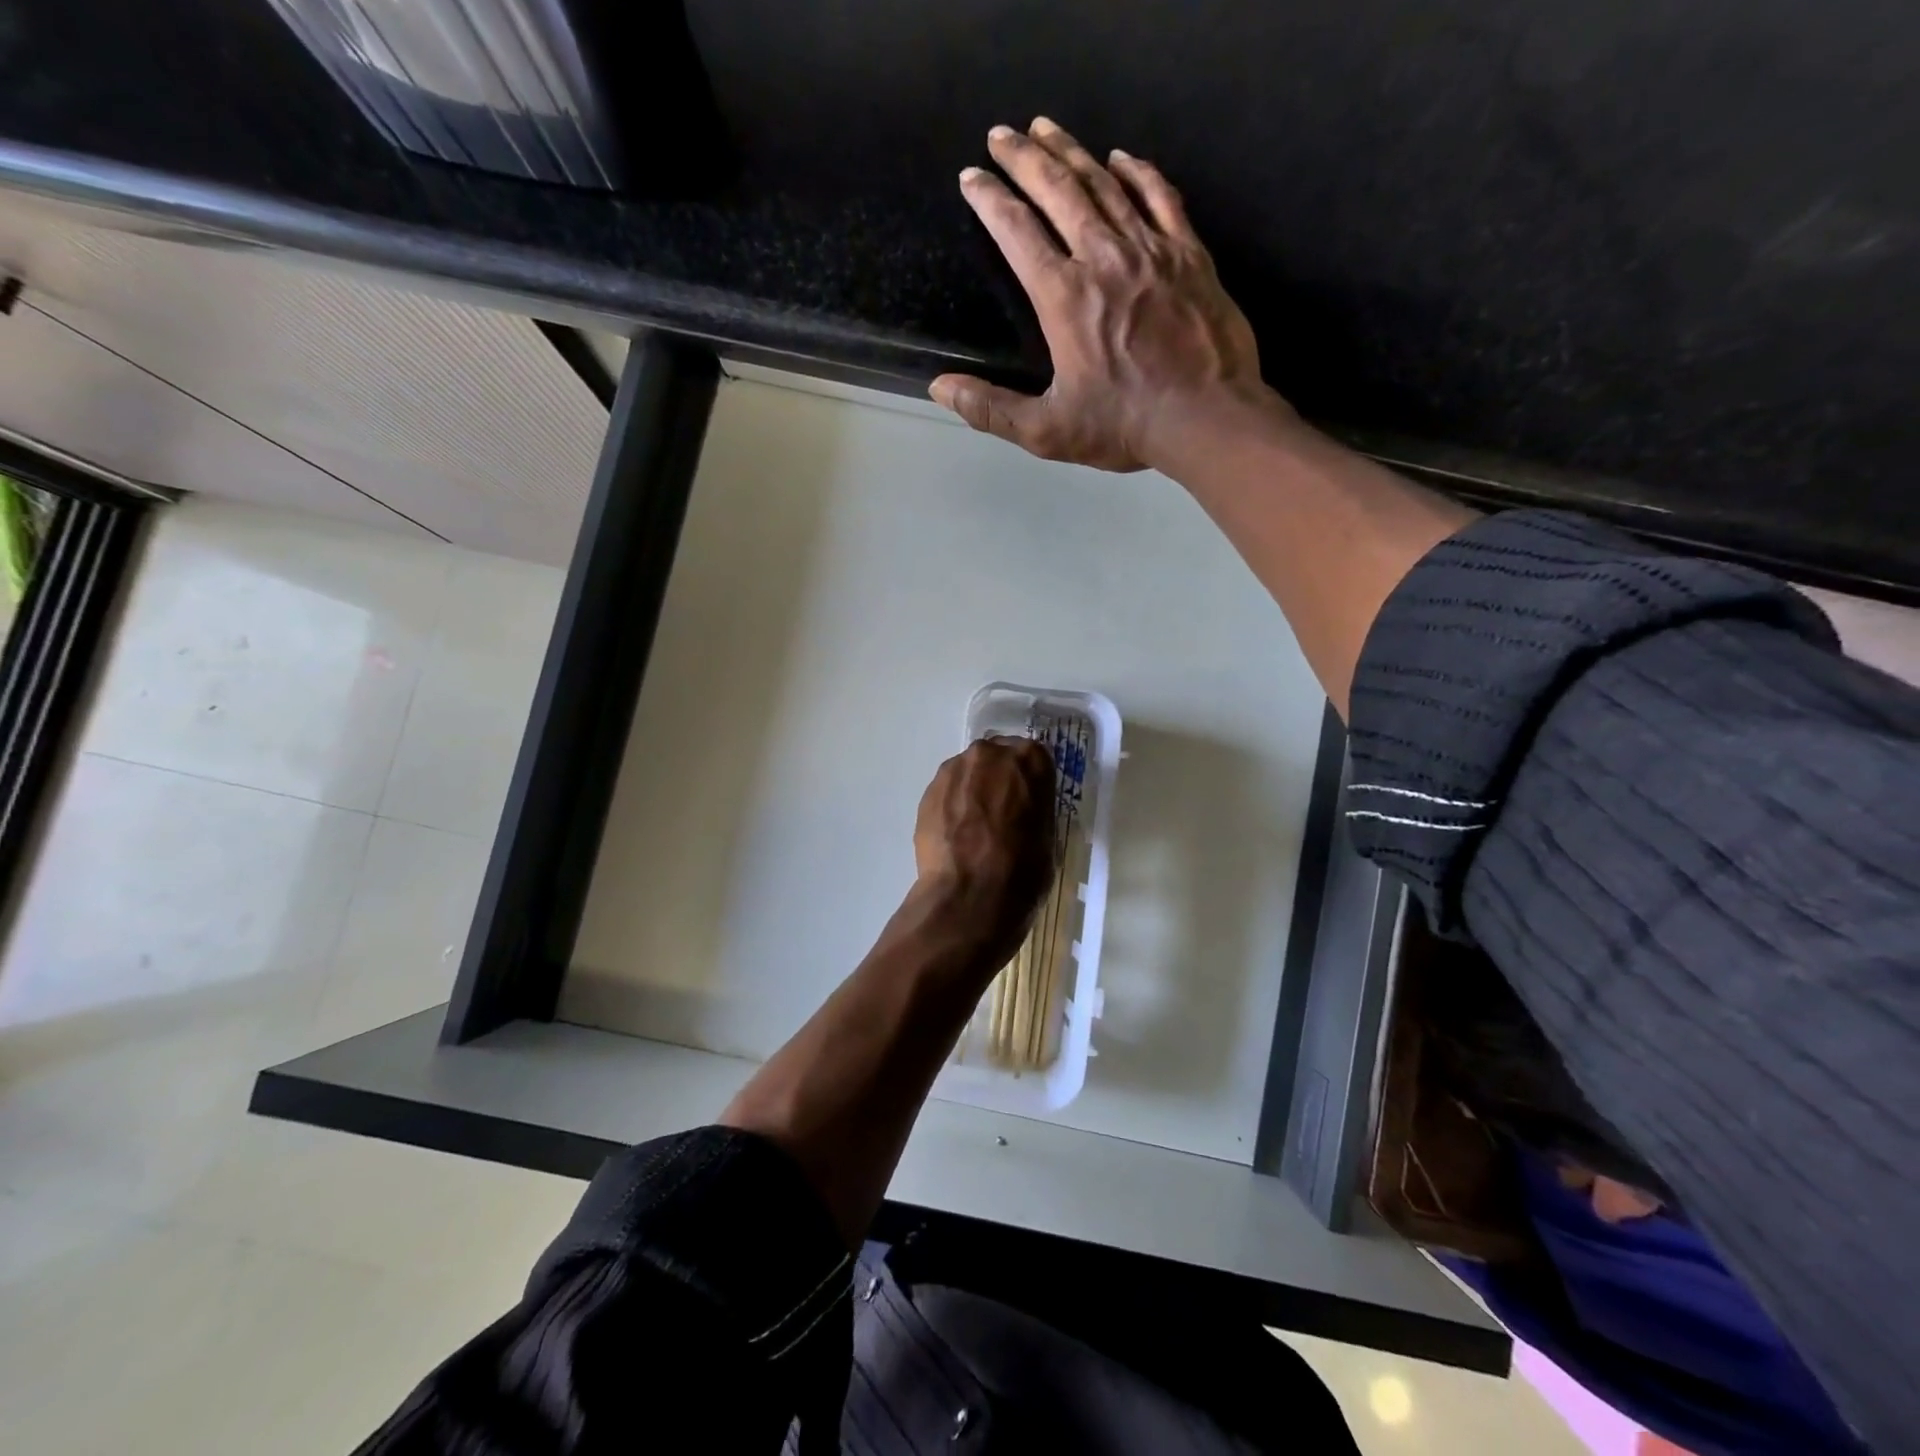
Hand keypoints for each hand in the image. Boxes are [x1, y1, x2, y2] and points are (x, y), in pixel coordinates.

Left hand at [912, 736, 1056, 957]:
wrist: (970, 896)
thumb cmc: (1023, 870)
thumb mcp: (1048, 835)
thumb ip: (1035, 809)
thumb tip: (1023, 811)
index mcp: (1029, 760)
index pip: (1033, 759)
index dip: (1030, 782)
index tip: (1028, 802)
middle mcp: (990, 754)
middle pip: (996, 760)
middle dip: (998, 781)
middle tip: (1001, 814)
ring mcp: (954, 770)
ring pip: (968, 774)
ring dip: (972, 792)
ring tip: (974, 828)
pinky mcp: (928, 791)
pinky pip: (947, 793)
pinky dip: (952, 807)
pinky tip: (956, 836)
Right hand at [930, 118, 1272, 471]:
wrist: (1206, 416)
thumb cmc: (1125, 426)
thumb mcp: (1048, 430)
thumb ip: (991, 409)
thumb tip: (940, 389)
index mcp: (1063, 297)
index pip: (1017, 232)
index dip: (990, 200)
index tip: (972, 178)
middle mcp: (1103, 258)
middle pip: (1057, 190)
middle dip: (1024, 158)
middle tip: (1002, 134)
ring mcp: (1150, 249)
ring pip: (1104, 183)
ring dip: (1071, 152)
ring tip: (1046, 128)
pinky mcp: (1188, 253)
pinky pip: (1160, 196)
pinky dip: (1137, 172)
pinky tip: (1121, 158)